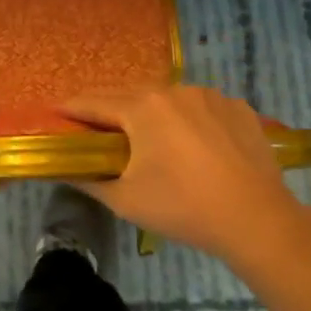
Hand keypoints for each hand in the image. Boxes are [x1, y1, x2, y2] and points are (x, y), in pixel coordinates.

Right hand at [60, 86, 310, 263]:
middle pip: (129, 94)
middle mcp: (174, 90)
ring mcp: (210, 96)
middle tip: (91, 126)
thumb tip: (65, 170)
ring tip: (141, 134)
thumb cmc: (182, 208)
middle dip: (106, 108)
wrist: (257, 220)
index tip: (54, 113)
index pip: (94, 102)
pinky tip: (187, 141)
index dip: (70, 109)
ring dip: (147, 111)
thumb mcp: (124, 200)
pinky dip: (184, 117)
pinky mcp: (237, 108)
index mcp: (142, 107)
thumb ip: (88, 180)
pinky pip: (199, 106)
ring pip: (166, 98)